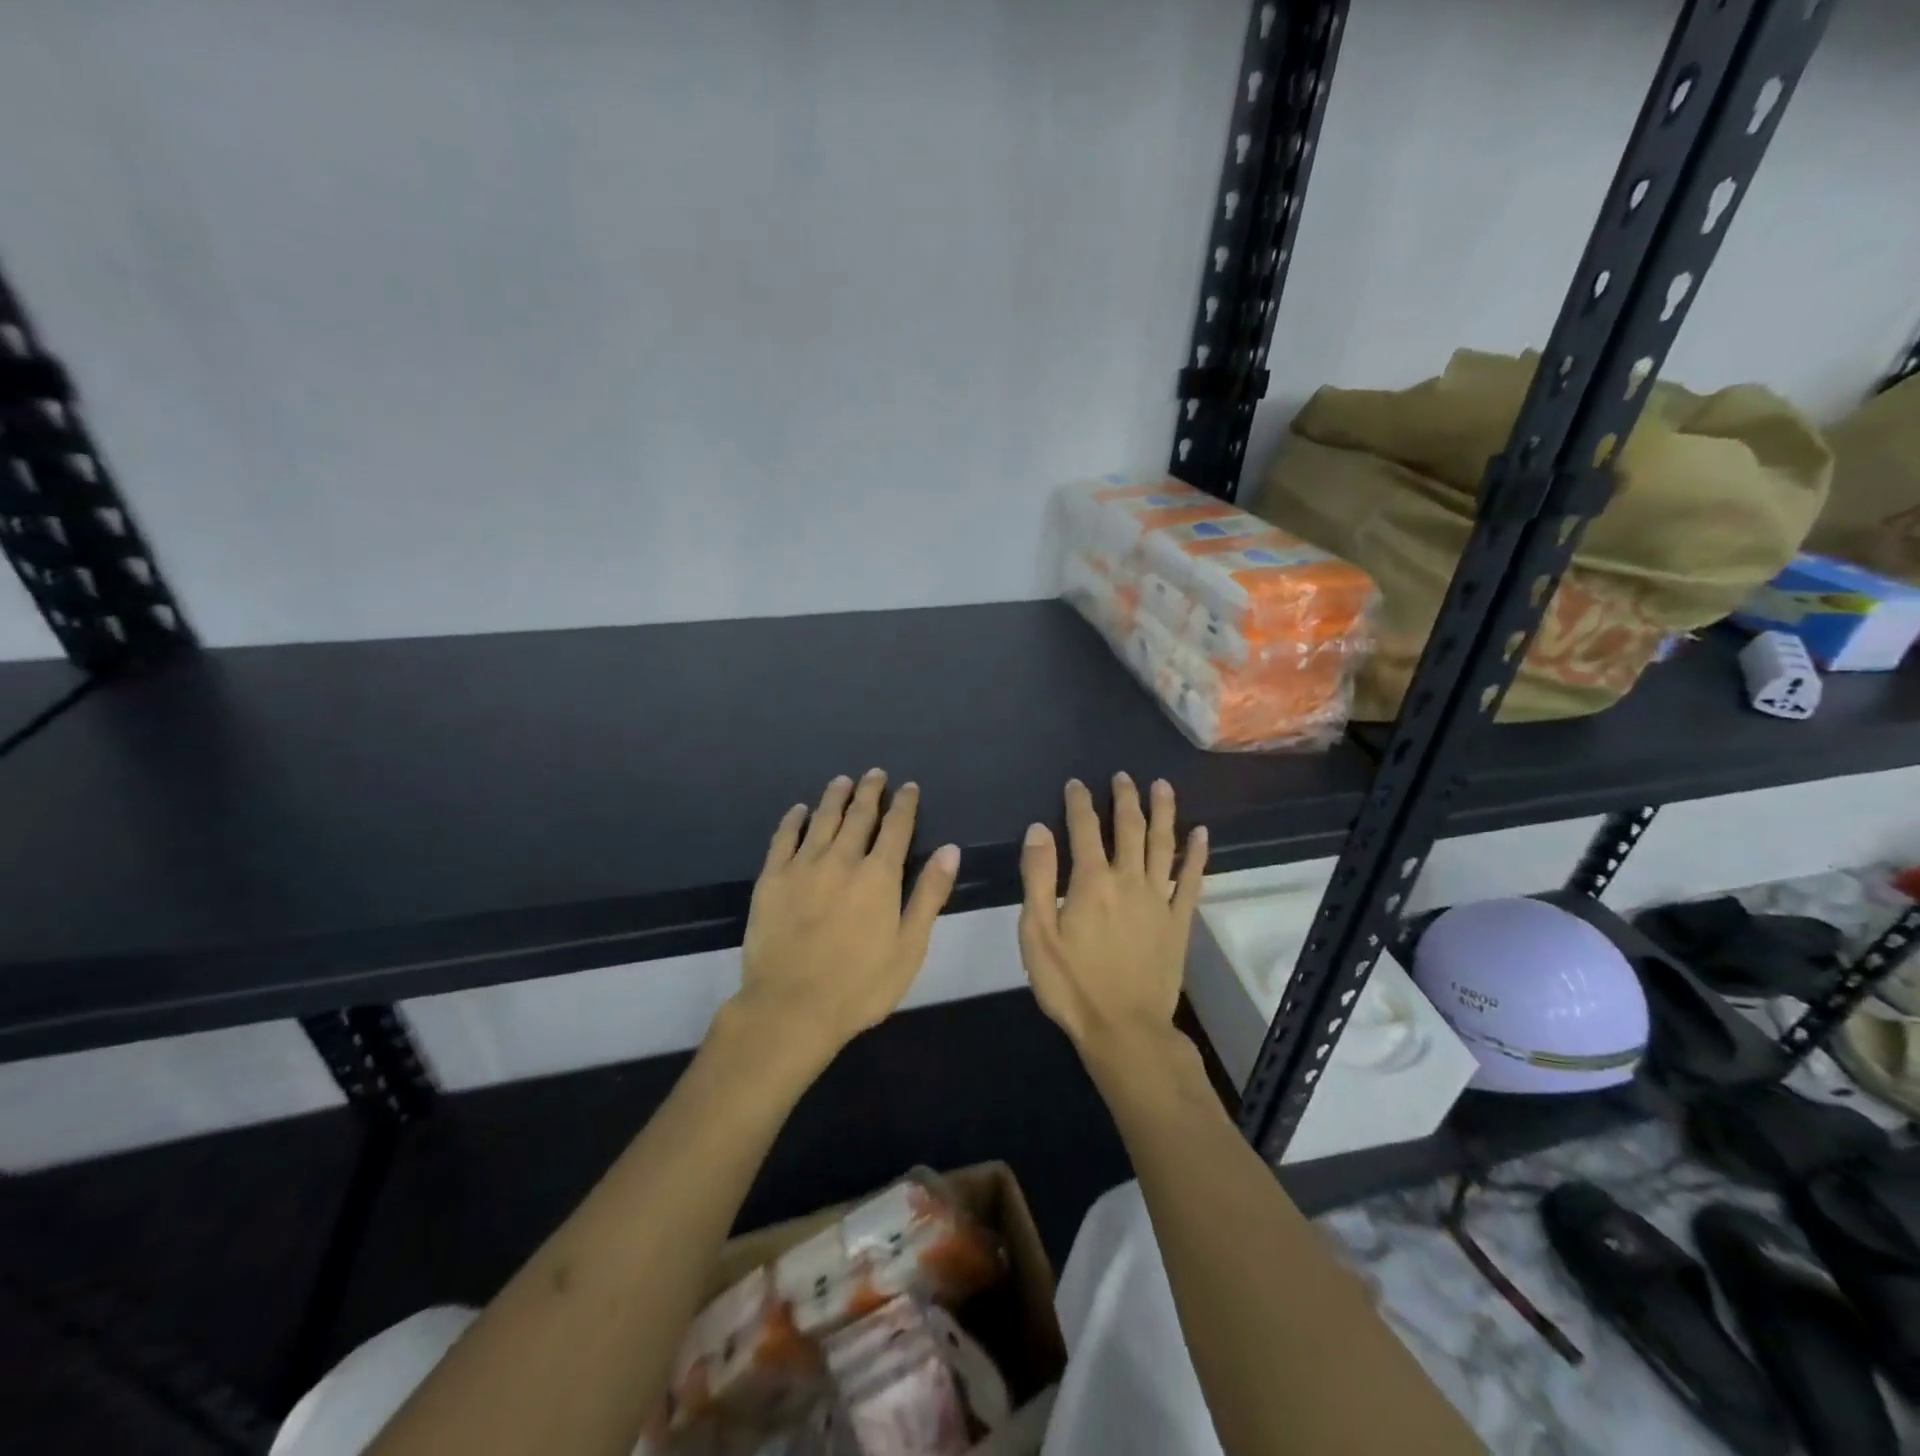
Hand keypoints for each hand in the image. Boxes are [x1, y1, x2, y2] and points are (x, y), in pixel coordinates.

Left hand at [733, 770, 960, 1069]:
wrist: (790, 1008)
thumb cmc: (860, 985)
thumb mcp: (909, 947)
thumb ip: (929, 895)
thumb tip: (950, 849)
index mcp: (879, 876)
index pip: (896, 827)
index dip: (904, 804)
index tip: (908, 787)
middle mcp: (842, 860)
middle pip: (859, 816)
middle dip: (870, 792)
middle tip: (875, 774)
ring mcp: (802, 866)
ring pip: (822, 819)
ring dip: (835, 797)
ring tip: (842, 780)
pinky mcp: (771, 879)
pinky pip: (783, 838)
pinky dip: (794, 820)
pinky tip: (800, 810)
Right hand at [1017, 775, 1206, 1064]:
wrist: (1124, 1030)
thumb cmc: (1072, 985)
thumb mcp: (1037, 933)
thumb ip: (1038, 877)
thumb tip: (1039, 829)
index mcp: (1091, 881)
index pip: (1084, 829)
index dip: (1079, 803)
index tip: (1076, 784)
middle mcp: (1129, 880)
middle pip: (1130, 828)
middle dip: (1125, 799)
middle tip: (1123, 776)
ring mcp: (1160, 900)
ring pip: (1163, 845)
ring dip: (1163, 812)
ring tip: (1163, 786)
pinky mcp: (1179, 922)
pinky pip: (1192, 880)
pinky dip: (1197, 855)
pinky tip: (1201, 834)